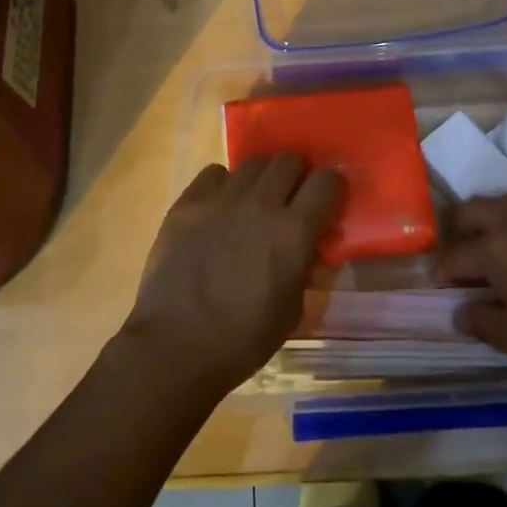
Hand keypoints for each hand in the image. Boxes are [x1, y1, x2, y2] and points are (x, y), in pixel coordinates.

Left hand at [122, 155, 341, 397]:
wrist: (175, 346)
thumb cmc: (242, 340)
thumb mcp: (292, 311)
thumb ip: (303, 266)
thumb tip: (305, 245)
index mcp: (293, 232)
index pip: (326, 182)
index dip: (331, 186)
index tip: (327, 197)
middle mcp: (261, 203)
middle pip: (289, 161)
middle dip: (297, 175)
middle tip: (291, 197)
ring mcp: (221, 198)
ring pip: (253, 162)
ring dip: (262, 178)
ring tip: (254, 201)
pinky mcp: (188, 201)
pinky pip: (215, 174)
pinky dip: (224, 185)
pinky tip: (219, 208)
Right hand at [436, 193, 506, 385]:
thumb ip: (482, 322)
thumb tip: (460, 312)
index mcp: (493, 248)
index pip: (454, 256)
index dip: (443, 274)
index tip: (442, 288)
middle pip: (470, 211)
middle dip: (458, 231)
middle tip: (463, 259)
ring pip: (501, 204)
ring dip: (489, 222)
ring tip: (496, 251)